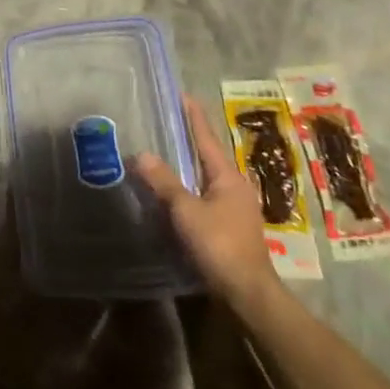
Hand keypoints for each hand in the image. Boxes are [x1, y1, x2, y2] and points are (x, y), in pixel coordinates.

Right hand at [135, 96, 280, 305]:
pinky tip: (172, 190)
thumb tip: (141, 153)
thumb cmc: (220, 245)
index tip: (182, 94)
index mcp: (228, 176)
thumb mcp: (186, 211)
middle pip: (207, 155)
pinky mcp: (229, 226)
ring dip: (186, 165)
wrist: (248, 294)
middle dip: (187, 138)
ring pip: (205, 176)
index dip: (193, 116)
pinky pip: (204, 195)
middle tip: (164, 121)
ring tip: (162, 152)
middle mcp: (235, 186)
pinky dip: (187, 186)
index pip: (206, 137)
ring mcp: (235, 207)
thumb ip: (164, 182)